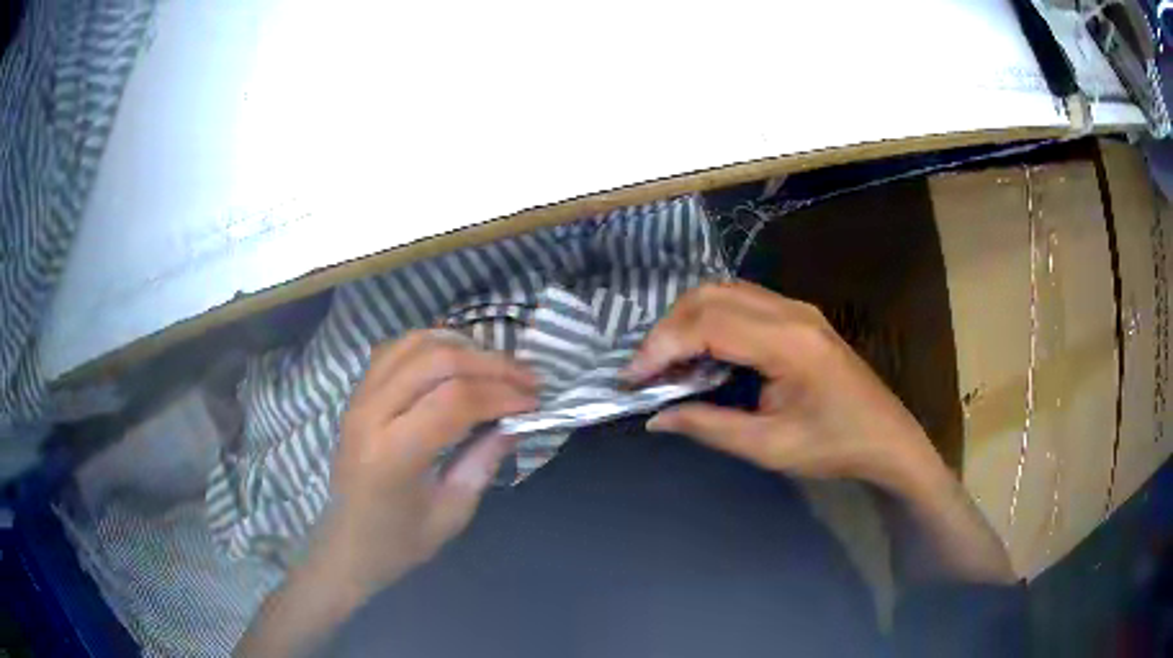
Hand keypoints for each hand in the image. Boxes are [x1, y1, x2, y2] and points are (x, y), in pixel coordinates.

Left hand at [321, 330, 537, 595]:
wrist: (346, 543)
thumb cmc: (399, 541)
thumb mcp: (451, 513)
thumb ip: (482, 463)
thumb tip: (514, 422)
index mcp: (392, 455)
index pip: (453, 401)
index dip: (501, 394)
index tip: (535, 401)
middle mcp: (370, 415)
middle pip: (436, 362)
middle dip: (490, 364)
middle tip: (527, 378)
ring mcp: (359, 398)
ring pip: (415, 344)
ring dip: (463, 347)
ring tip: (497, 366)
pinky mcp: (357, 393)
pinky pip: (396, 349)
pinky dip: (432, 345)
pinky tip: (457, 360)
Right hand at [624, 281, 944, 498]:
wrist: (887, 438)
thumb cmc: (834, 447)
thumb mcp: (769, 447)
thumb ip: (709, 426)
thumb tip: (656, 417)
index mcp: (788, 343)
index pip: (708, 323)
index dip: (661, 346)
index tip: (632, 378)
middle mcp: (791, 312)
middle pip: (710, 296)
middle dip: (667, 329)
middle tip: (645, 370)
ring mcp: (797, 308)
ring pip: (724, 291)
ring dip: (687, 320)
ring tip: (667, 361)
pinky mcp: (799, 316)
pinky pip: (742, 301)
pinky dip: (710, 319)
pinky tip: (702, 351)